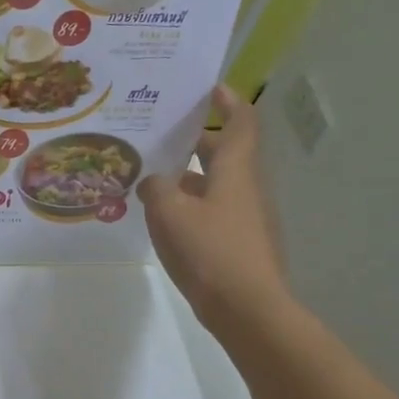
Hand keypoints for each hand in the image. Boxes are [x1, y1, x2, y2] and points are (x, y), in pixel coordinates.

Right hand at [138, 85, 289, 336]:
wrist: (247, 309)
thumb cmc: (210, 251)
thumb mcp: (170, 213)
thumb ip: (156, 188)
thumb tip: (154, 181)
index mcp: (236, 170)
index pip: (241, 122)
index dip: (228, 101)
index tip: (209, 89)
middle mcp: (246, 188)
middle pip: (225, 153)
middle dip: (196, 141)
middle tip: (161, 135)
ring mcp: (247, 218)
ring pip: (217, 184)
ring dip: (189, 176)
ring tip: (152, 177)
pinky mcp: (240, 243)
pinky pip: (214, 211)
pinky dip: (192, 205)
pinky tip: (165, 218)